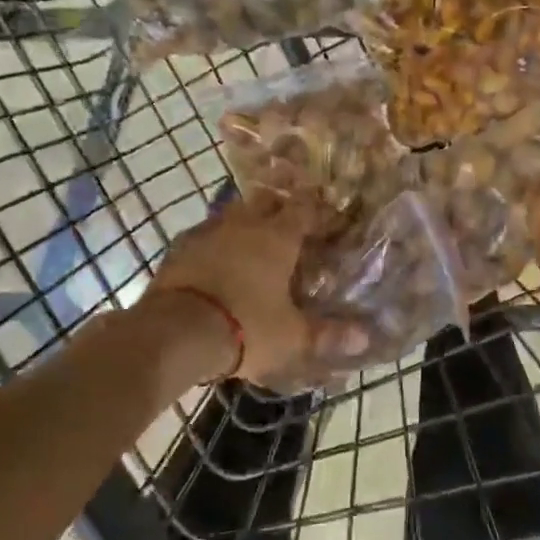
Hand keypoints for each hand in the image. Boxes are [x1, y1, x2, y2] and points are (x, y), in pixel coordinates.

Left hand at [144, 193, 315, 387]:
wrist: (175, 332)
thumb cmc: (246, 327)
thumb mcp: (292, 337)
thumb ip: (327, 334)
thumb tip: (364, 338)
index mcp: (277, 237)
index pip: (306, 210)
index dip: (320, 214)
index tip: (331, 224)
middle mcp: (243, 224)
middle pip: (267, 202)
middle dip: (281, 210)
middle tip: (292, 231)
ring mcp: (207, 232)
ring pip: (233, 214)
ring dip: (247, 223)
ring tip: (255, 245)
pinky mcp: (178, 249)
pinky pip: (204, 235)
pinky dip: (217, 243)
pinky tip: (217, 262)